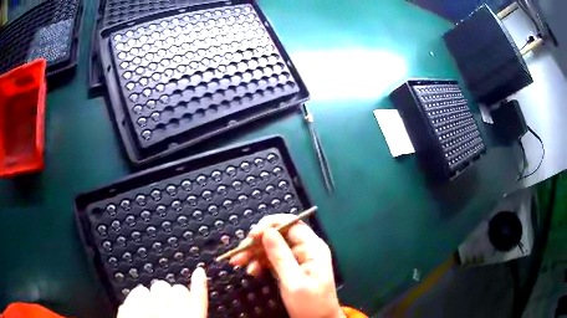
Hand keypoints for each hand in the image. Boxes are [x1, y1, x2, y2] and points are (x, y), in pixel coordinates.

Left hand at [117, 267, 207, 317]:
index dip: (199, 284)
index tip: (198, 273)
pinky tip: (141, 305)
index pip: (198, 297)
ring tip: (154, 306)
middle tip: (169, 306)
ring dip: (157, 294)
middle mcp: (171, 317)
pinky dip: (140, 295)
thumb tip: (195, 299)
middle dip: (173, 295)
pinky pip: (138, 291)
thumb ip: (193, 314)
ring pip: (157, 286)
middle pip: (177, 289)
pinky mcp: (130, 310)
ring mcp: (149, 312)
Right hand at [230, 214, 344, 317]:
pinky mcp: (288, 268)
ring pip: (271, 248)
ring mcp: (295, 259)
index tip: (252, 235)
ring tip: (237, 262)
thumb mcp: (293, 281)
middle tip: (239, 252)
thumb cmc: (310, 303)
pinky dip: (258, 264)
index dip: (270, 225)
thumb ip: (280, 256)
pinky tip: (250, 271)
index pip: (291, 224)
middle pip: (278, 236)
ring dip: (253, 254)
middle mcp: (304, 249)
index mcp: (312, 248)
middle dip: (257, 242)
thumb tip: (267, 231)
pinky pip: (270, 260)